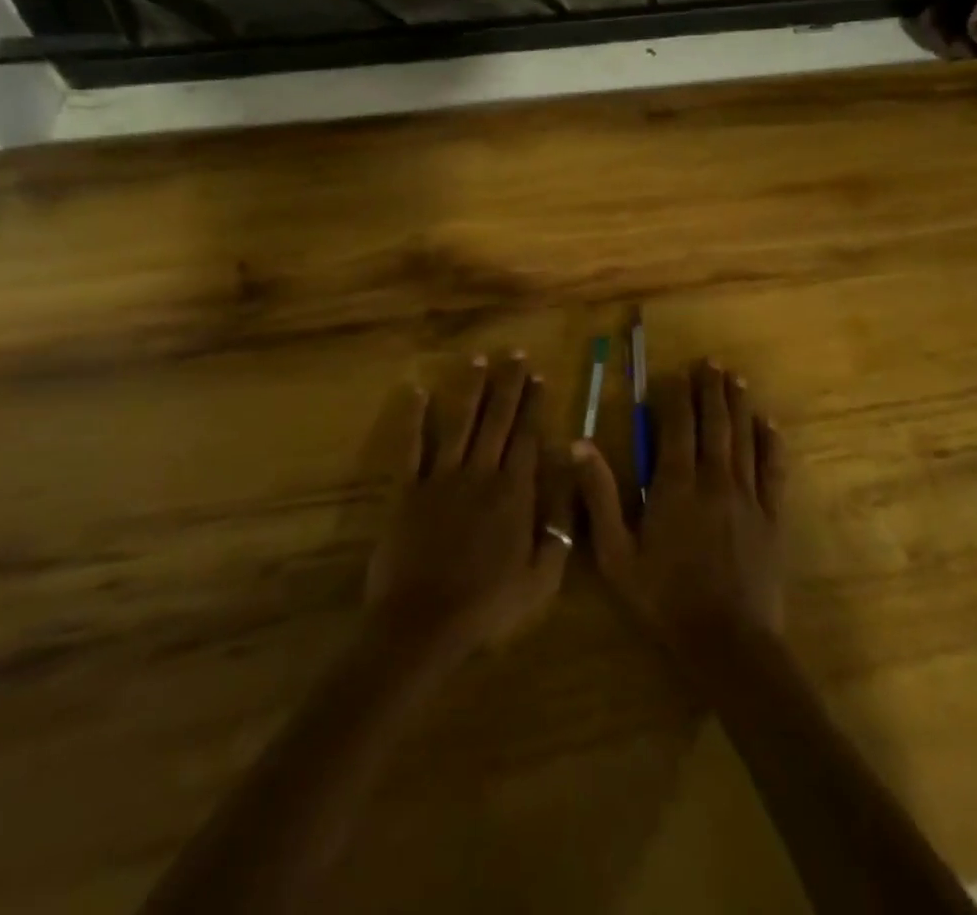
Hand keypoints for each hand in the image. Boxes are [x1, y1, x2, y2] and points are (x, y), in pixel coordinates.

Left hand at [365, 354, 573, 659]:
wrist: (423, 625)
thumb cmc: (487, 607)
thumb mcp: (541, 580)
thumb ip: (559, 530)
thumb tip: (569, 485)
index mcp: (513, 493)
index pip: (526, 437)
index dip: (533, 404)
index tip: (538, 376)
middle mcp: (480, 474)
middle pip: (497, 420)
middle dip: (508, 384)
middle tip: (515, 353)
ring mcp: (441, 478)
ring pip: (460, 423)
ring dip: (471, 389)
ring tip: (478, 359)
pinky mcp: (407, 490)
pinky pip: (411, 447)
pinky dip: (414, 418)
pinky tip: (418, 392)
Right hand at [573, 359, 786, 655]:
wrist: (728, 643)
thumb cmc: (665, 599)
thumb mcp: (616, 554)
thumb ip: (600, 496)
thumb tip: (580, 444)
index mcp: (675, 485)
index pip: (676, 427)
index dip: (676, 397)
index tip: (674, 374)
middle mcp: (714, 479)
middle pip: (713, 423)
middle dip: (710, 390)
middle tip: (710, 363)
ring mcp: (748, 496)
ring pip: (743, 438)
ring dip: (738, 405)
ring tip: (735, 378)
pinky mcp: (772, 516)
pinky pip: (774, 470)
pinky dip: (771, 443)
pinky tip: (770, 424)